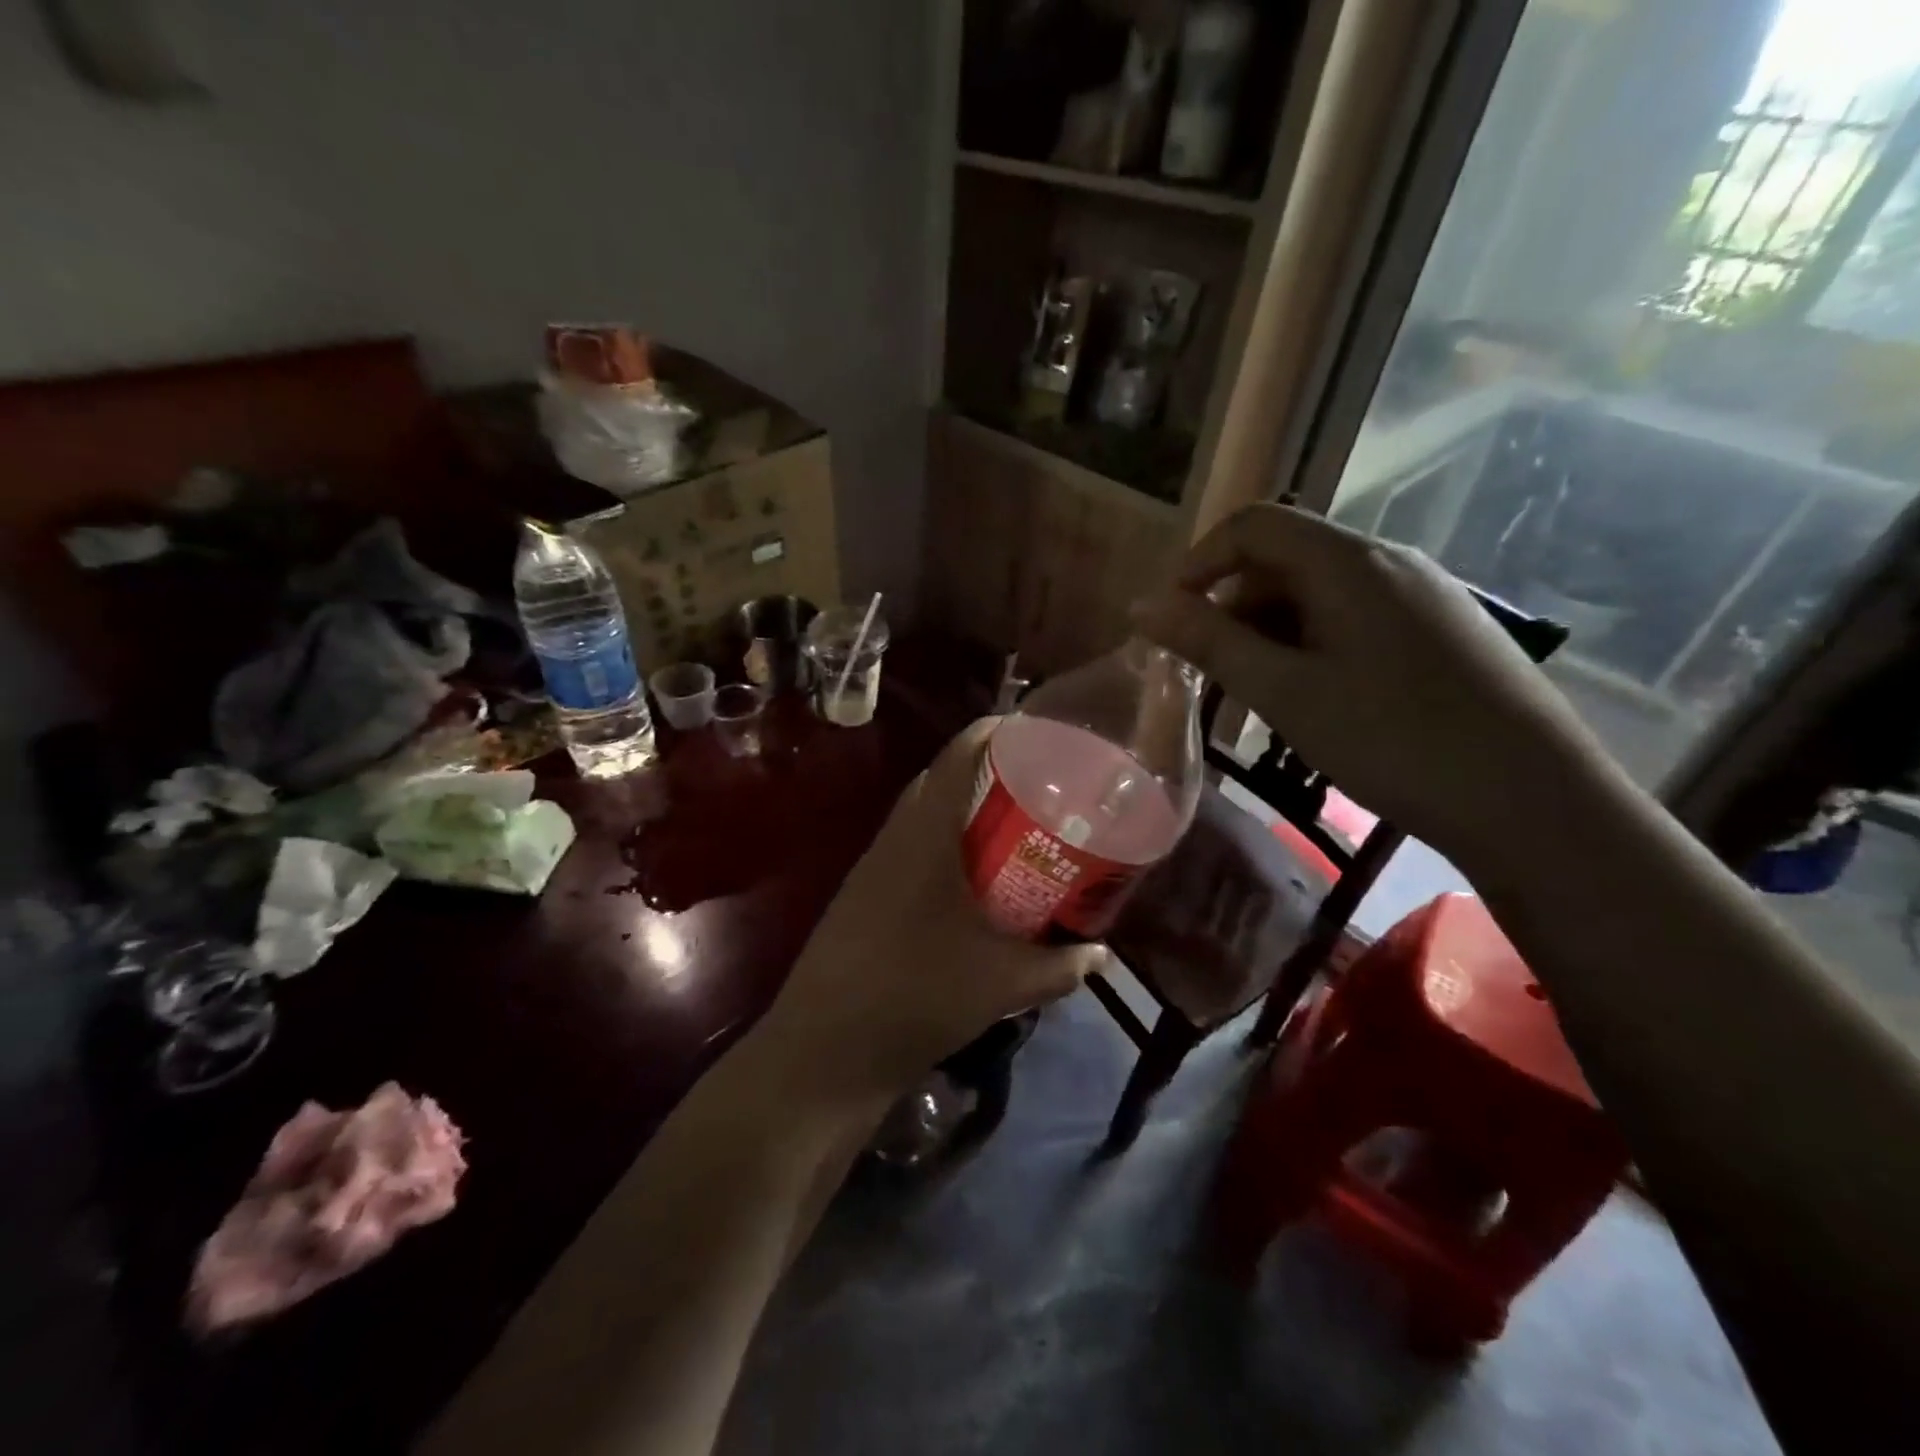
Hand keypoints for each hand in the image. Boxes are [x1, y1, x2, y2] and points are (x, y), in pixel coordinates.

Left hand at [758, 719, 1102, 1099]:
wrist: (825, 1048)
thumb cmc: (916, 995)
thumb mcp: (1000, 983)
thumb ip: (1057, 966)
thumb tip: (1101, 953)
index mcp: (925, 835)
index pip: (957, 756)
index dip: (994, 731)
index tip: (1035, 730)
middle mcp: (895, 837)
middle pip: (940, 779)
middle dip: (987, 771)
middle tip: (1037, 781)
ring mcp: (873, 866)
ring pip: (923, 815)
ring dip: (962, 809)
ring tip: (1011, 822)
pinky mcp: (864, 894)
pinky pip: (910, 847)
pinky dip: (944, 843)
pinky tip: (970, 876)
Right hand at [1131, 505, 1608, 866]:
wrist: (1533, 802)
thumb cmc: (1393, 740)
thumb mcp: (1284, 692)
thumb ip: (1209, 642)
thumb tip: (1142, 605)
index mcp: (1348, 561)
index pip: (1253, 525)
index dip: (1199, 563)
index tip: (1171, 621)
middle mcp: (1389, 561)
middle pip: (1286, 559)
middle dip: (1233, 608)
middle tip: (1212, 675)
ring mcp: (1425, 595)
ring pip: (1322, 594)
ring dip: (1272, 633)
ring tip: (1260, 699)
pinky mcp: (1445, 631)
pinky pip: (1358, 618)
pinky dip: (1314, 646)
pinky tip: (1317, 702)